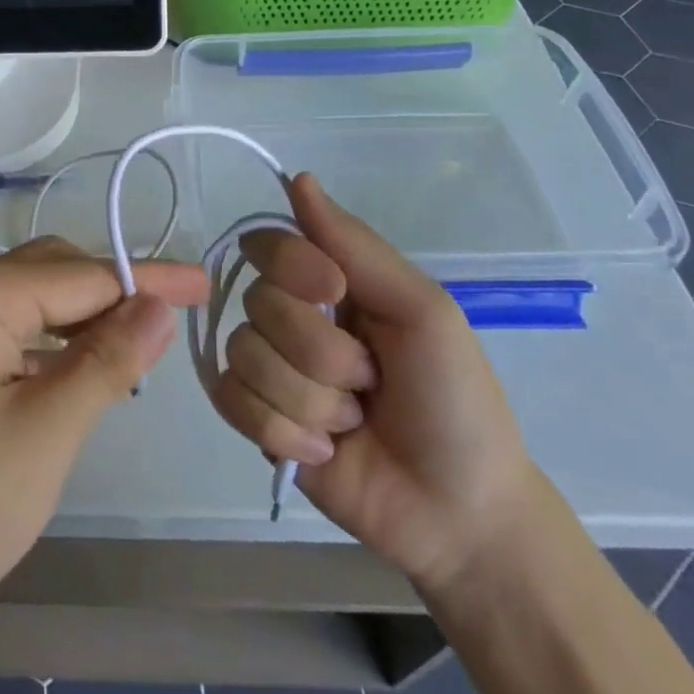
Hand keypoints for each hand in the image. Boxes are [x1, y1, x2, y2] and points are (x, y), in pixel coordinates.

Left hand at [0, 237, 209, 650]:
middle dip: (116, 294)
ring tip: (138, 351)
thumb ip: (108, 359)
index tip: (205, 283)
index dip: (149, 280)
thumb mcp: (47, 431)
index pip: (84, 275)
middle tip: (173, 325)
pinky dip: (56, 344)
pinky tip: (82, 371)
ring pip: (37, 302)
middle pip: (58, 274)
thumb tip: (159, 304)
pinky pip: (15, 330)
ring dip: (87, 320)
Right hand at [212, 173, 540, 592]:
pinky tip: (324, 452)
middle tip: (370, 382)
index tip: (334, 293)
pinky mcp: (257, 421)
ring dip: (309, 400)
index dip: (291, 266)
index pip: (269, 243)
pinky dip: (282, 432)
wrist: (461, 516)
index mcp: (329, 282)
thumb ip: (357, 245)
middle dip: (320, 354)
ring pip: (246, 355)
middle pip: (258, 304)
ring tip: (351, 424)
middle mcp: (291, 317)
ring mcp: (271, 370)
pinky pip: (232, 401)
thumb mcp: (423, 310)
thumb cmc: (455, 401)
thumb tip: (299, 177)